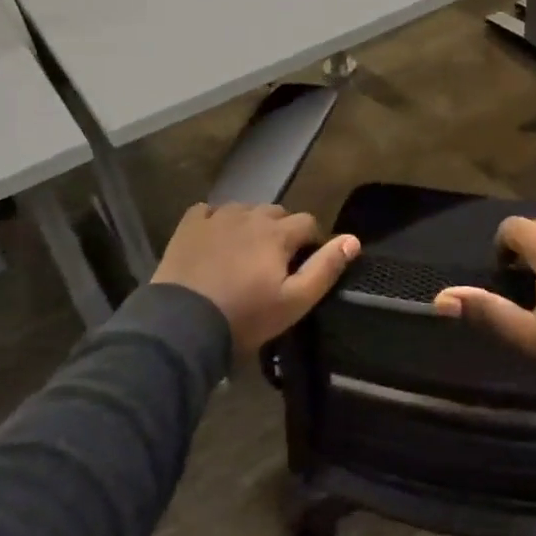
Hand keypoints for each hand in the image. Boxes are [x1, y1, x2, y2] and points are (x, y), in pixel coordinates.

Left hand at [152, 203, 359, 355]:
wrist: (182, 325)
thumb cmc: (245, 316)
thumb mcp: (294, 301)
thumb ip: (325, 268)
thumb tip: (353, 240)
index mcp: (277, 232)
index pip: (308, 222)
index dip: (311, 241)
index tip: (305, 264)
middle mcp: (249, 215)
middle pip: (276, 213)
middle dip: (282, 231)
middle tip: (275, 262)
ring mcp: (216, 217)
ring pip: (244, 210)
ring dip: (250, 225)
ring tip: (245, 253)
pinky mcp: (189, 226)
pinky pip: (209, 212)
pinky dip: (216, 222)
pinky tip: (214, 242)